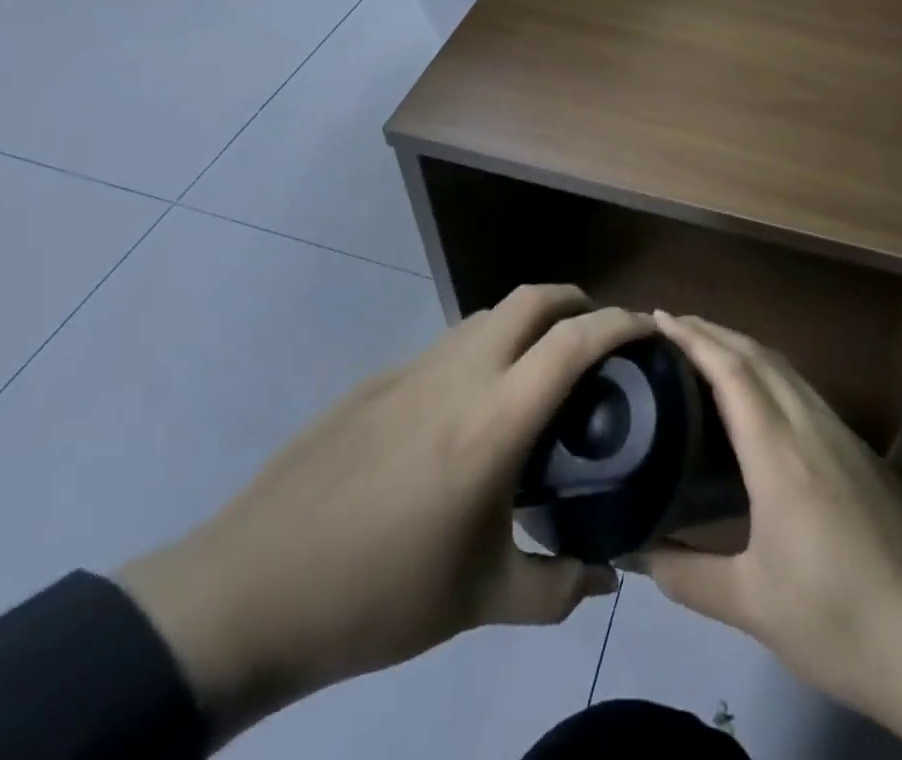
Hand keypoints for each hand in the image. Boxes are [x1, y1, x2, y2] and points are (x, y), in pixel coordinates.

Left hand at [118, 286, 649, 740]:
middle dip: (575, 300)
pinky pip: (451, 343)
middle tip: (599, 335)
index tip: (649, 327)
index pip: (574, 342)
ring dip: (527, 322)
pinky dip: (484, 348)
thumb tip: (606, 579)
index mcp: (494, 420)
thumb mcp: (480, 601)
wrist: (252, 586)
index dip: (619, 323)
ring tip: (542, 369)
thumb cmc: (378, 595)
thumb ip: (556, 589)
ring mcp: (415, 368)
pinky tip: (474, 405)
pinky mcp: (380, 379)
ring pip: (489, 315)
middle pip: (531, 299)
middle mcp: (461, 373)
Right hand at [642, 312, 901, 759]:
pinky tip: (758, 400)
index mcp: (780, 453)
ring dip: (743, 348)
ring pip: (786, 369)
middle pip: (759, 356)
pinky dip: (769, 373)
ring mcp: (843, 436)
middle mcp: (812, 427)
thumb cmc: (843, 623)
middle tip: (672, 326)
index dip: (694, 337)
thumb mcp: (755, 607)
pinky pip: (804, 390)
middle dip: (713, 331)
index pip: (732, 371)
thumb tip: (636, 555)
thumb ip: (689, 576)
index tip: (658, 317)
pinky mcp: (862, 452)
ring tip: (707, 351)